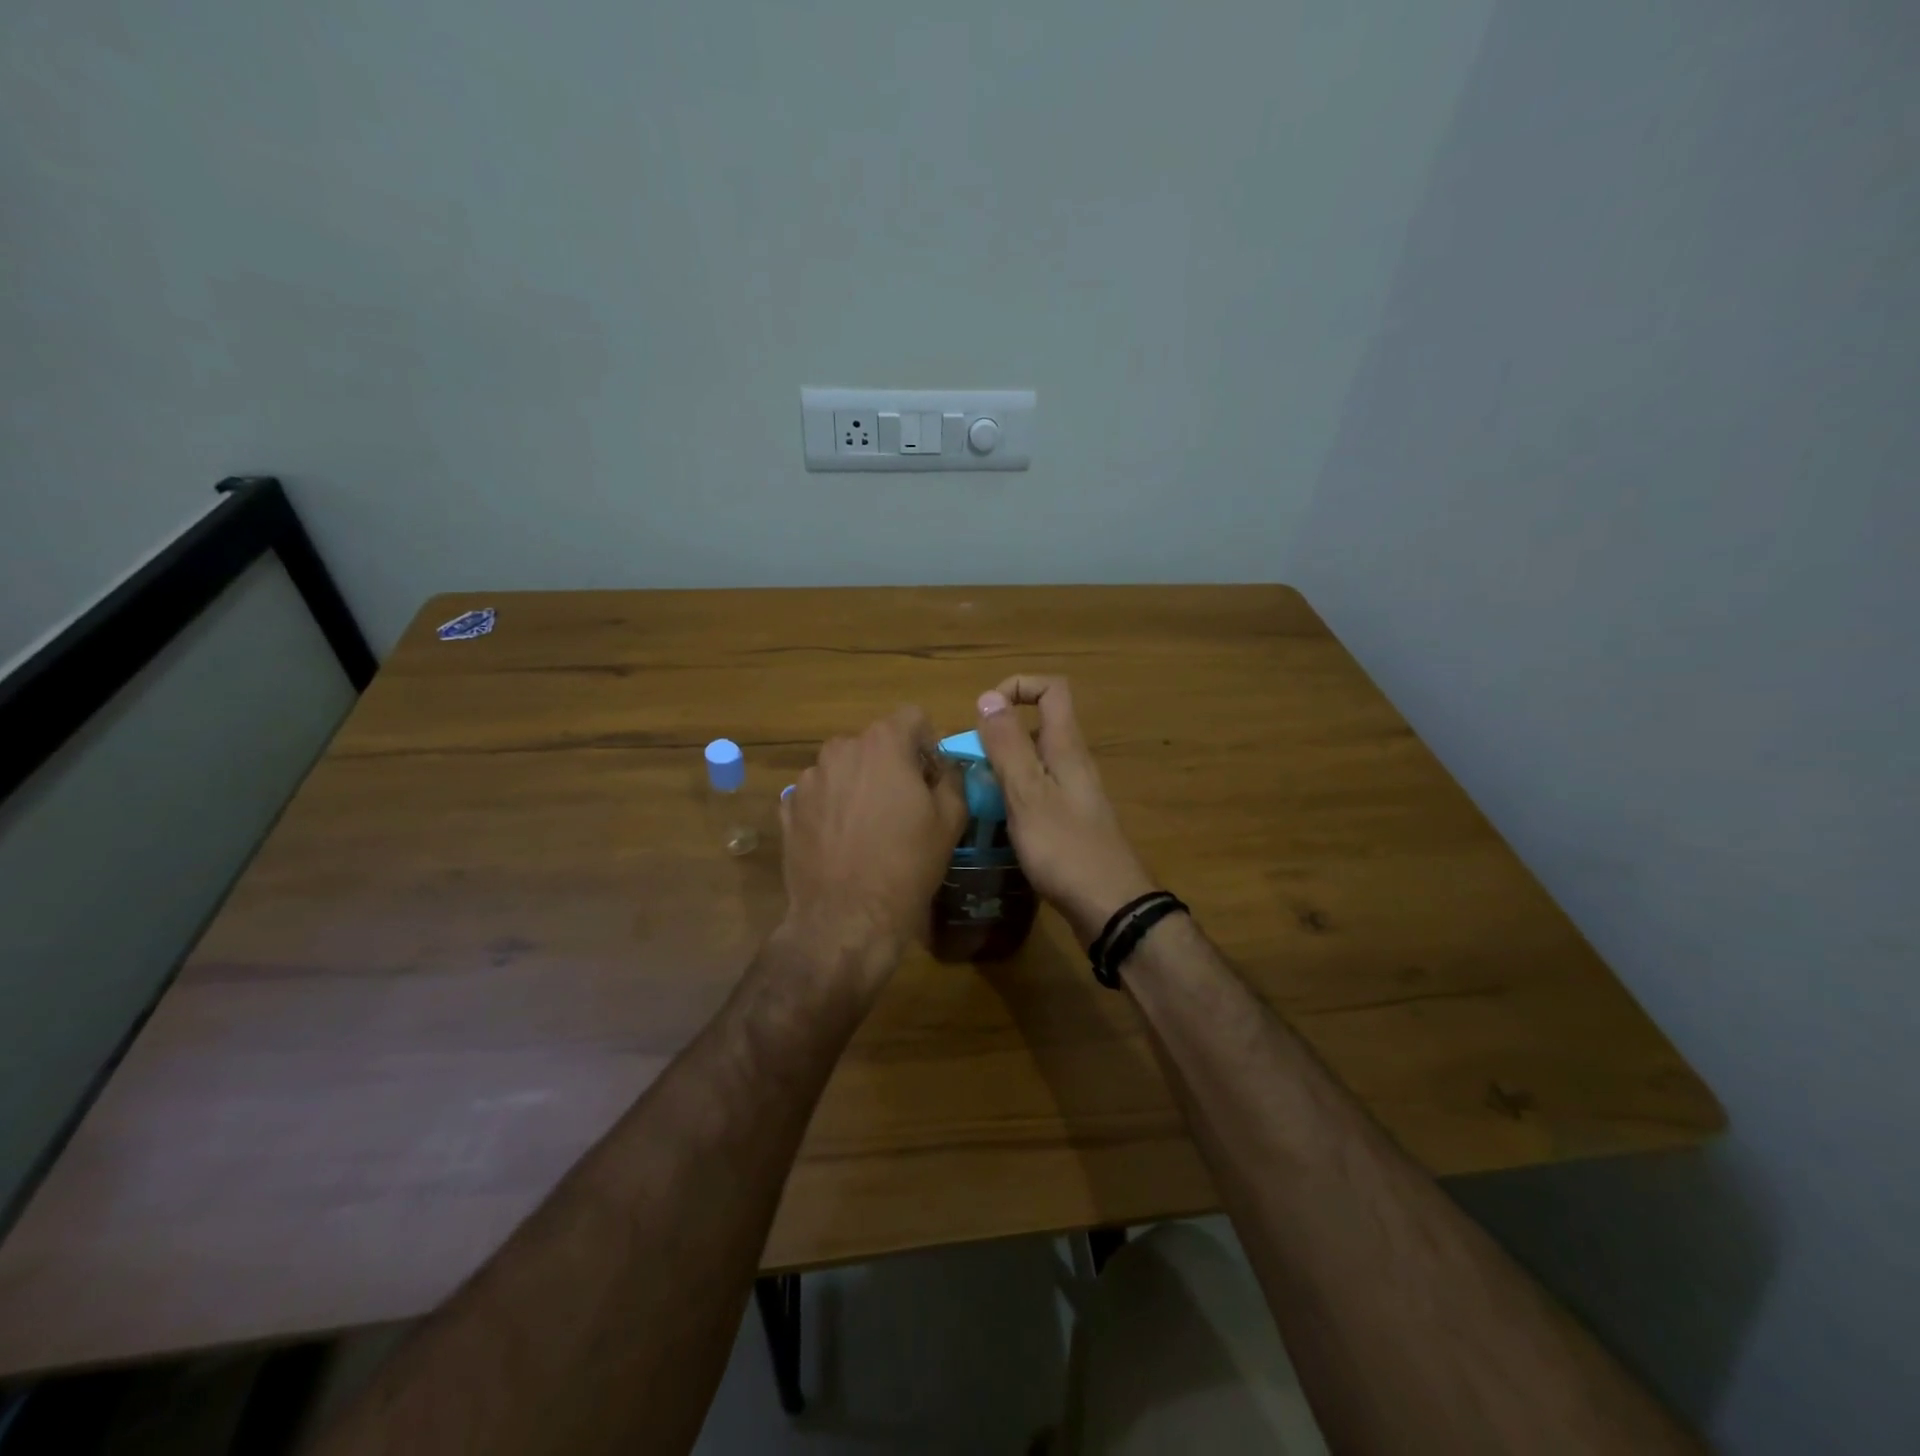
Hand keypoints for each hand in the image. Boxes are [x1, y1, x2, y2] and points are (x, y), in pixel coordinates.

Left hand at [779, 706, 967, 981]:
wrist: (846, 917)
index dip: (928, 743)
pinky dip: (833, 807)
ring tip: (870, 826)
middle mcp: (840, 749)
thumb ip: (952, 778)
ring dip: (859, 784)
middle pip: (875, 742)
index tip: (932, 776)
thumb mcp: (950, 820)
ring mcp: (808, 778)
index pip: (912, 717)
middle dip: (892, 763)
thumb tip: (945, 767)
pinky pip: (820, 794)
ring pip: (844, 768)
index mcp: (882, 743)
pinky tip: (843, 841)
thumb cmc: (906, 865)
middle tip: (905, 804)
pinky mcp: (789, 807)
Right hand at [975, 677, 1155, 945]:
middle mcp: (1073, 763)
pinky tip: (997, 820)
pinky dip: (1014, 793)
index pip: (1051, 690)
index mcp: (1066, 747)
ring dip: (1004, 765)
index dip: (1018, 686)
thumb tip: (988, 697)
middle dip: (1001, 732)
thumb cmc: (1064, 848)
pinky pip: (1038, 790)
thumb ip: (1007, 745)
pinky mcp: (1070, 820)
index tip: (985, 711)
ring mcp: (1074, 793)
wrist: (1109, 906)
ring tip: (976, 790)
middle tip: (972, 759)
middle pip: (1040, 725)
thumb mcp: (1027, 793)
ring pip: (1035, 760)